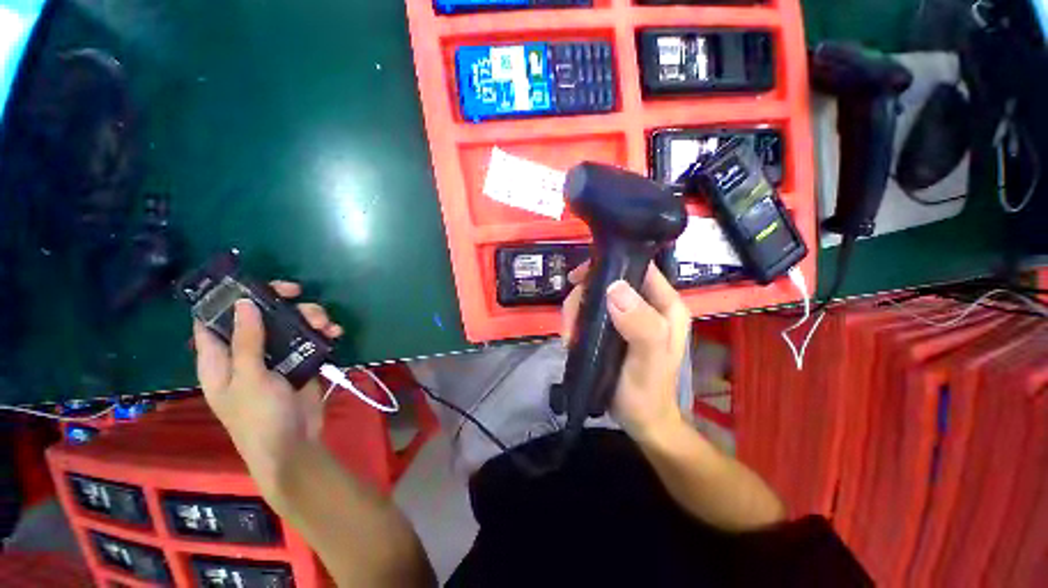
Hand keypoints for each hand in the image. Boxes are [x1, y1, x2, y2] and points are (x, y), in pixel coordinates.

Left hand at [193, 281, 344, 496]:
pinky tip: (335, 333)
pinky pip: (309, 339)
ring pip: (288, 325)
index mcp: (220, 359)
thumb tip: (242, 303)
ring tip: (324, 323)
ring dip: (308, 317)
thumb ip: (246, 341)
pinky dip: (322, 333)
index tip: (250, 283)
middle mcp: (246, 354)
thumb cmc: (259, 416)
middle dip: (278, 302)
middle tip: (296, 293)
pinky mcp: (299, 362)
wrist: (294, 443)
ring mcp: (275, 358)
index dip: (226, 300)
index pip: (212, 321)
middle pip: (257, 317)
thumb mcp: (249, 378)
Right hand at [561, 263, 690, 441]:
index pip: (639, 267)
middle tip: (571, 319)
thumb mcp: (648, 360)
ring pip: (595, 296)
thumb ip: (640, 325)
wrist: (640, 421)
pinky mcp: (612, 327)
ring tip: (569, 335)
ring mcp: (628, 315)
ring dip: (576, 311)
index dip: (610, 265)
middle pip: (610, 281)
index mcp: (665, 305)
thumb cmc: (647, 392)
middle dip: (584, 295)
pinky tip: (572, 337)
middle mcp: (647, 304)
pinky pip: (590, 312)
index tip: (579, 277)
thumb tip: (615, 287)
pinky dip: (577, 321)